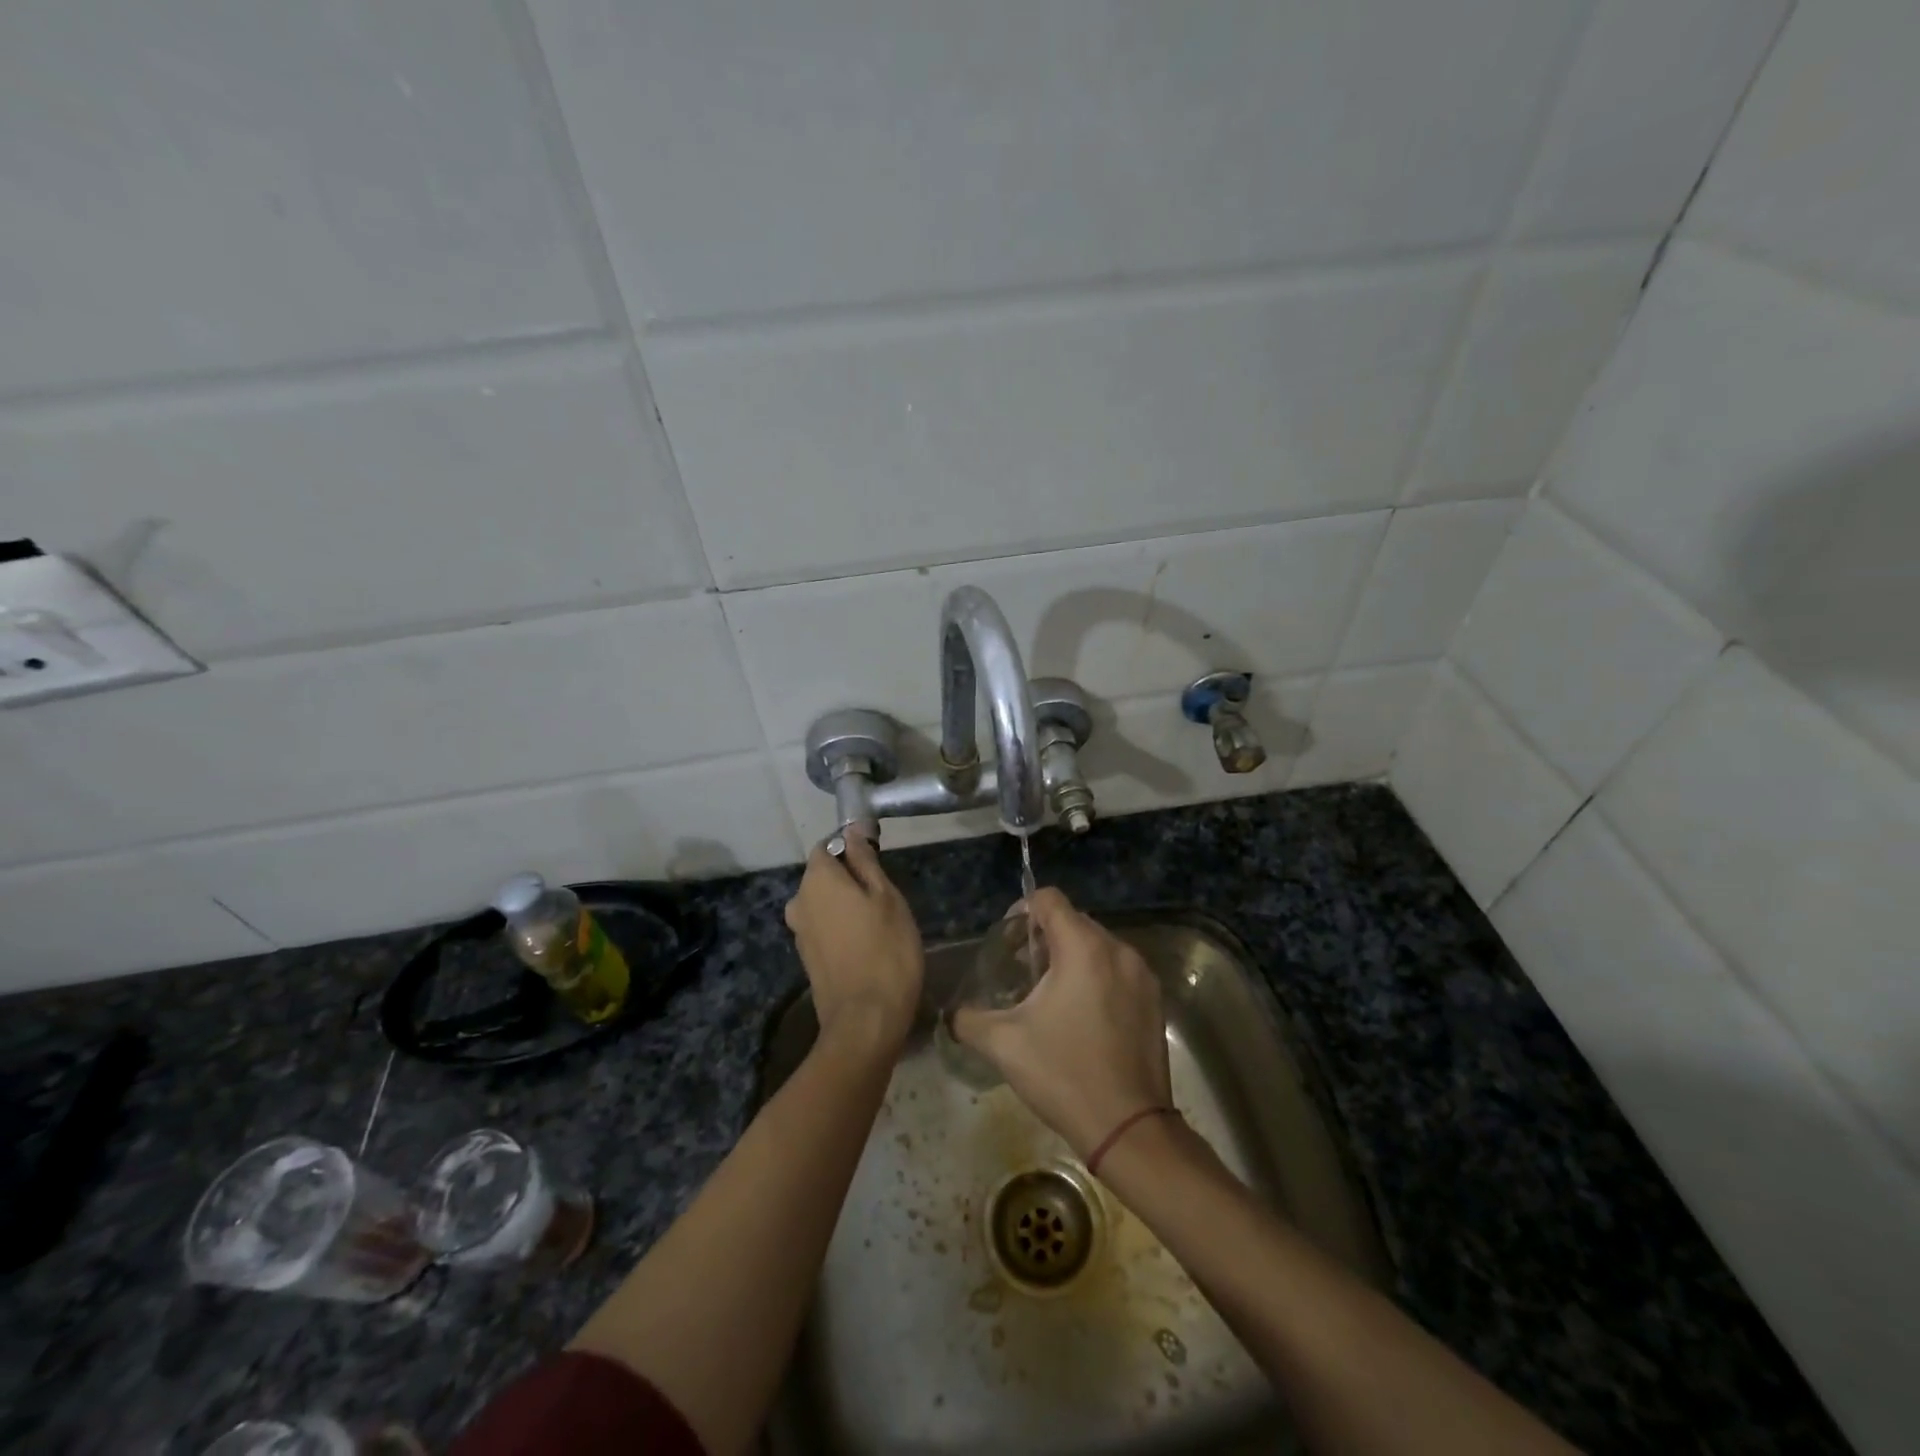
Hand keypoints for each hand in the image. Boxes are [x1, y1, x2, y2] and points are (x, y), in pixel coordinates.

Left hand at [784, 833, 923, 1057]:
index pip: (827, 846)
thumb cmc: (885, 949)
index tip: (878, 863)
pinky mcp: (807, 957)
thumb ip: (865, 861)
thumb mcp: (886, 897)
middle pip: (823, 876)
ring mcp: (800, 932)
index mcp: (817, 879)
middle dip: (850, 879)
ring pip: (824, 903)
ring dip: (846, 905)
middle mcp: (799, 901)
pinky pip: (824, 927)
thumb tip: (852, 830)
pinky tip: (866, 944)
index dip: (852, 849)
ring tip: (879, 923)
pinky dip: (841, 928)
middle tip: (886, 897)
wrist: (865, 1020)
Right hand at [952, 887, 1171, 1158]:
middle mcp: (1118, 950)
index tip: (1007, 941)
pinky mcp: (1154, 1000)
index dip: (1022, 910)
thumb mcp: (1003, 1045)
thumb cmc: (1064, 1074)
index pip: (1049, 899)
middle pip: (1074, 921)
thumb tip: (950, 1013)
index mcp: (1083, 948)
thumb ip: (968, 1019)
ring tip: (1048, 994)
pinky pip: (1118, 970)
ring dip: (1070, 958)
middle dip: (1044, 937)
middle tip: (1021, 970)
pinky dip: (1096, 976)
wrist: (1129, 1128)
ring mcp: (1142, 975)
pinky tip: (1080, 1015)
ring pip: (1098, 946)